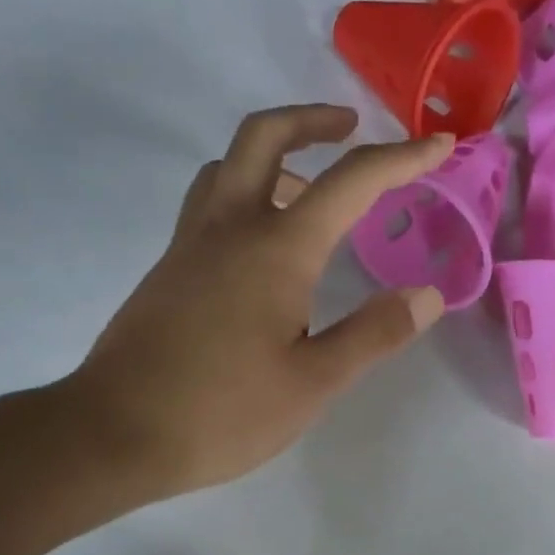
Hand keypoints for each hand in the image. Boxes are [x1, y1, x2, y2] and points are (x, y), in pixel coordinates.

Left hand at [74, 104, 450, 499]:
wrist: (114, 434)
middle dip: (314, 120)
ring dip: (273, 156)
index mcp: (275, 249)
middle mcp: (228, 228)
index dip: (401, 158)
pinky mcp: (167, 270)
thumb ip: (373, 334)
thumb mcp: (312, 383)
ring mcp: (189, 245)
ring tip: (309, 191)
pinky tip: (262, 248)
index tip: (439, 145)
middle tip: (349, 130)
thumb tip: (427, 295)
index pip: (350, 182)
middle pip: (265, 136)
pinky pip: (208, 204)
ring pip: (228, 166)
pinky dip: (244, 194)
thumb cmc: (221, 412)